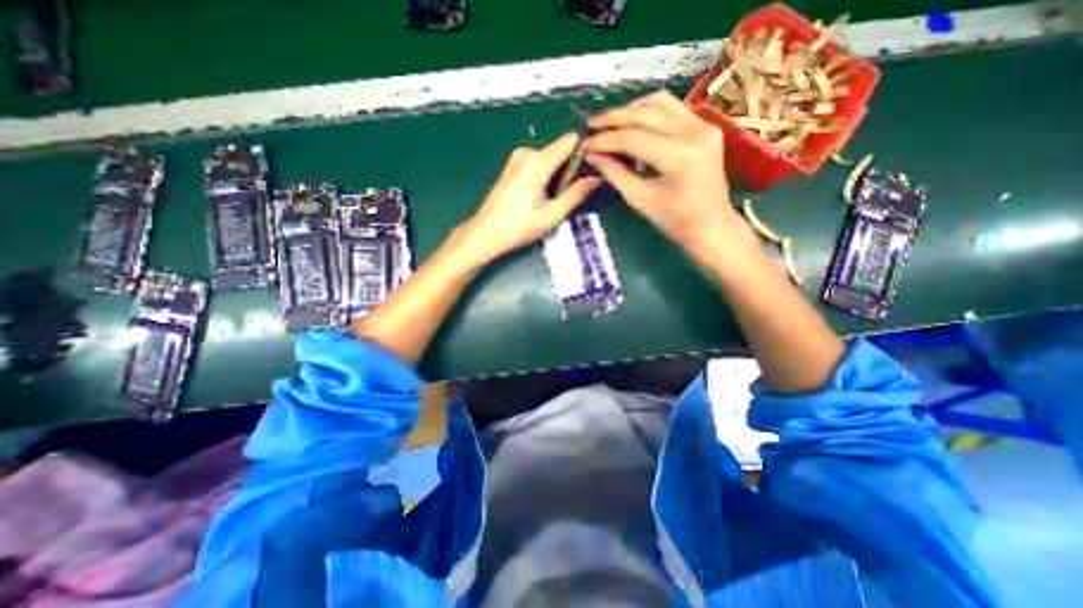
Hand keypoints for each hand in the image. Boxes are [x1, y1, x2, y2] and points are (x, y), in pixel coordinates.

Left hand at [455, 131, 599, 261]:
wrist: (485, 233)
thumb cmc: (519, 227)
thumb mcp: (552, 215)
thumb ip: (576, 194)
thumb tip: (597, 178)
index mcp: (538, 161)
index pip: (571, 140)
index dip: (586, 150)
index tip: (595, 167)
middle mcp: (527, 152)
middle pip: (560, 150)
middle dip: (571, 168)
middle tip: (573, 194)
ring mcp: (517, 158)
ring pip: (549, 159)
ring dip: (558, 175)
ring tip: (554, 200)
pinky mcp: (512, 166)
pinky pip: (537, 164)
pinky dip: (545, 176)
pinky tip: (541, 197)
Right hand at [579, 87, 750, 254]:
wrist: (712, 225)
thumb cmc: (675, 221)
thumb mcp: (640, 200)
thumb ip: (615, 173)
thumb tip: (592, 155)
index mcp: (679, 157)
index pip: (633, 138)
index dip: (605, 140)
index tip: (584, 144)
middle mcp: (695, 132)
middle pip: (646, 113)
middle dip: (614, 118)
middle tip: (591, 125)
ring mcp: (704, 125)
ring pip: (660, 102)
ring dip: (631, 109)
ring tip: (609, 122)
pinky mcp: (706, 125)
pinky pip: (672, 108)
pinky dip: (649, 111)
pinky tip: (632, 121)